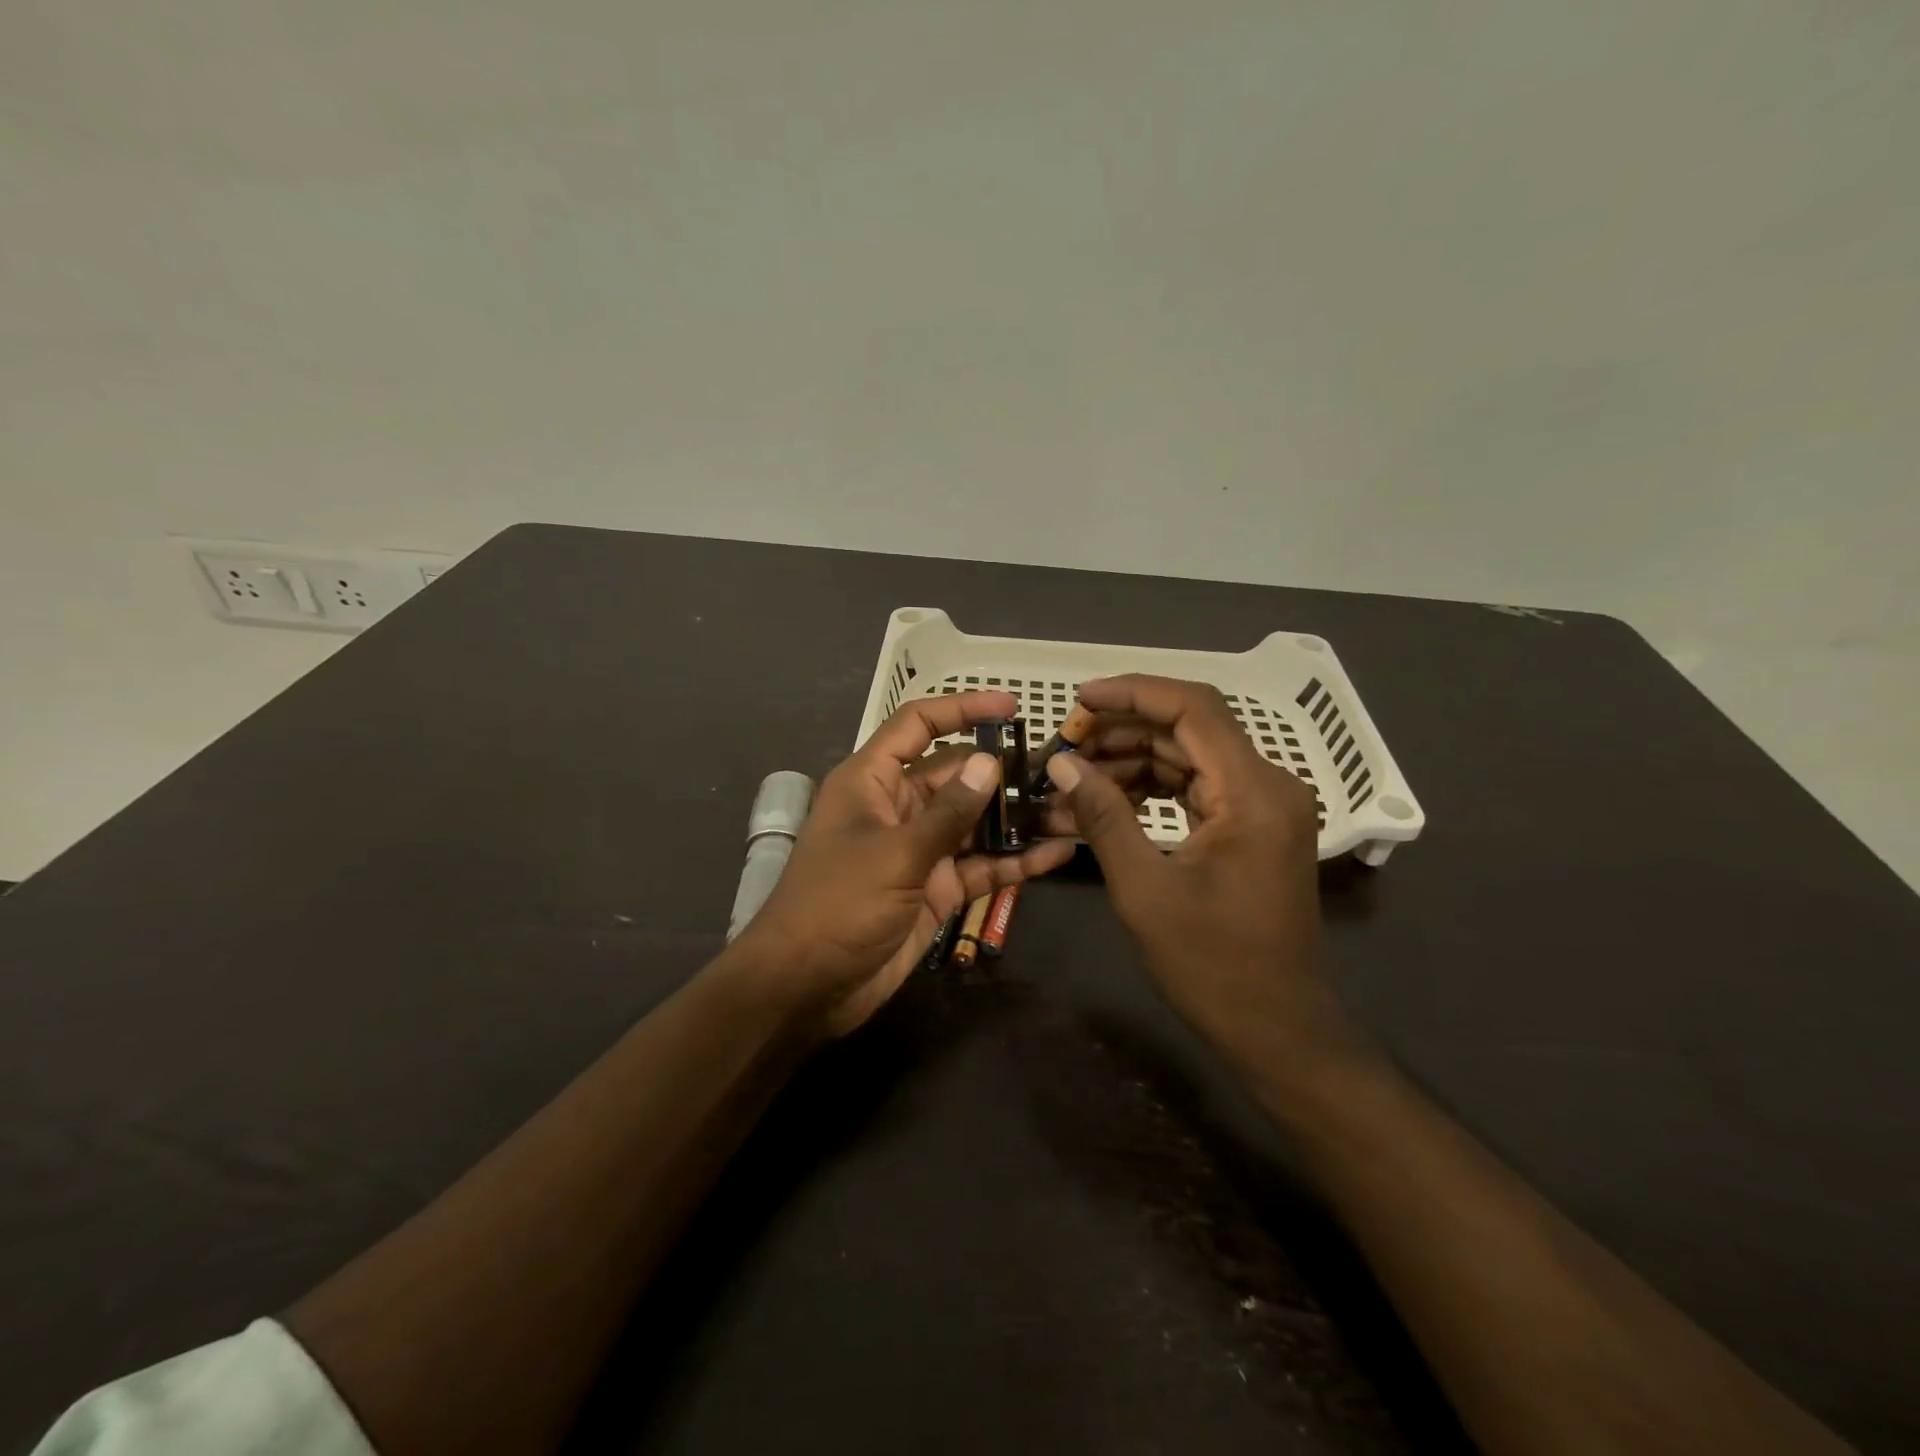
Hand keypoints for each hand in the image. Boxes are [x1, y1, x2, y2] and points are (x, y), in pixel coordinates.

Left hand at [735, 691, 1074, 1038]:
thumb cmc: (837, 905)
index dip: (962, 708)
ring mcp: (919, 850)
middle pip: (956, 775)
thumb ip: (948, 813)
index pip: (918, 726)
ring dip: (1016, 818)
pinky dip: (1015, 861)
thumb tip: (989, 762)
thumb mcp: (895, 854)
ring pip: (974, 822)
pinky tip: (1057, 855)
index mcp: (872, 781)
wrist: (806, 987)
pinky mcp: (937, 889)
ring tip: (1070, 808)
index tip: (1011, 707)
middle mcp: (898, 808)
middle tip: (1059, 770)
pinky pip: (981, 866)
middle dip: (1003, 771)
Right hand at [1042, 675, 1364, 1085]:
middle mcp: (1267, 786)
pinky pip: (1194, 790)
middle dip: (1120, 733)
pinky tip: (1101, 806)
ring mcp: (1261, 807)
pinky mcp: (1250, 828)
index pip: (1192, 708)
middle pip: (1187, 730)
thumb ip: (1103, 815)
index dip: (1132, 693)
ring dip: (1128, 764)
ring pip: (1186, 758)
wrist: (1276, 1030)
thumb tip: (1061, 762)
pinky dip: (1148, 792)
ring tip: (1070, 783)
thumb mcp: (1144, 887)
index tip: (1078, 701)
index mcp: (1252, 792)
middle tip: (1063, 749)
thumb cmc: (1212, 965)